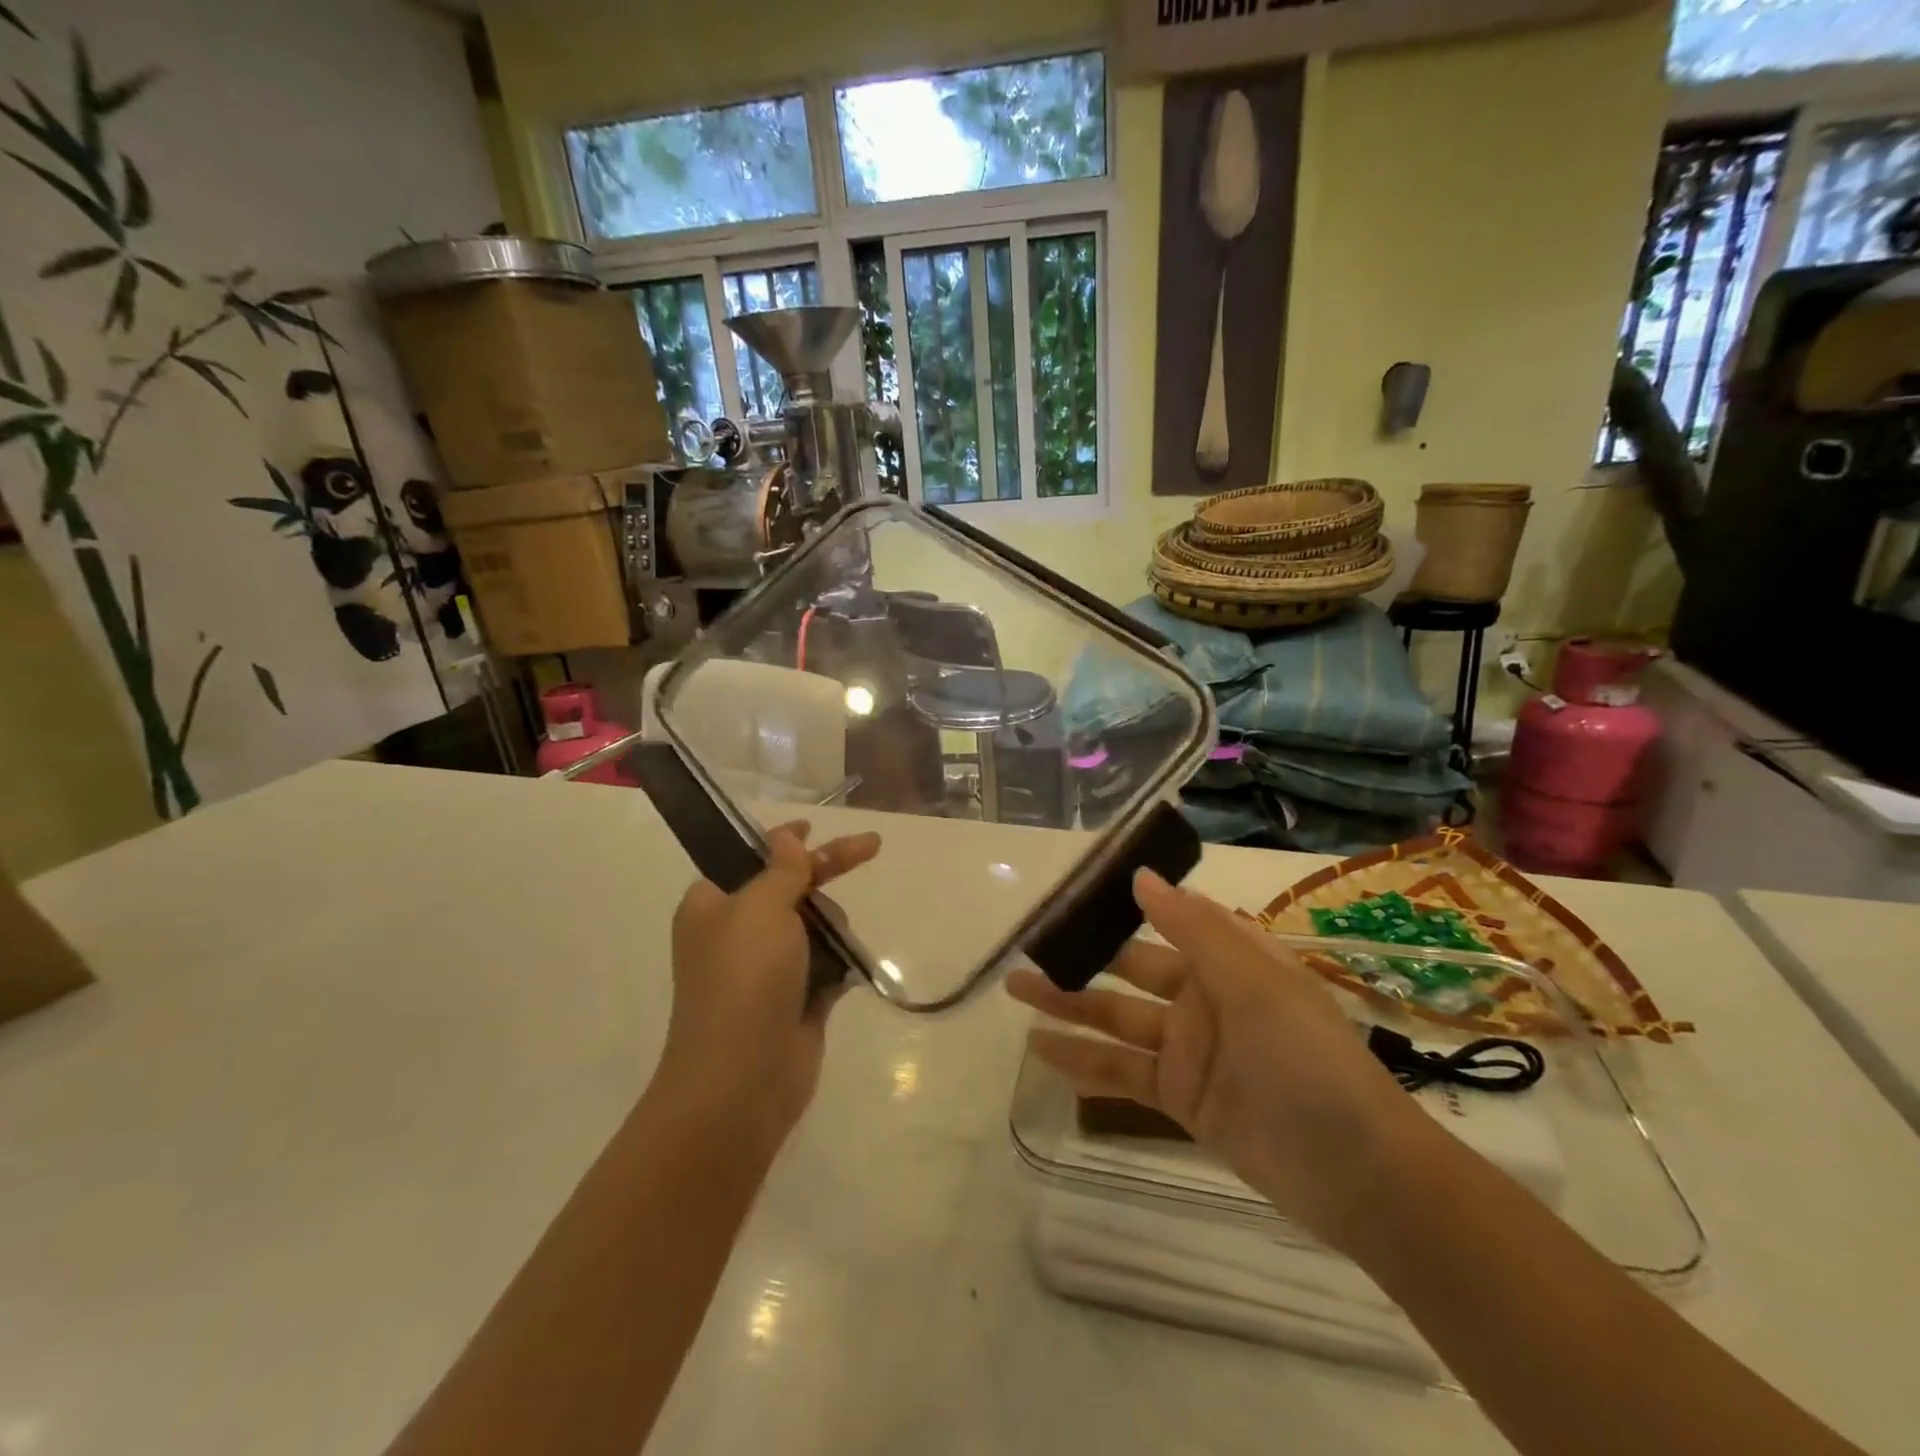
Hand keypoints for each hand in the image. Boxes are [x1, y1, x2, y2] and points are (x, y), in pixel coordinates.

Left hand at [658, 821, 880, 1159]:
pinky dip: (839, 960)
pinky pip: (826, 963)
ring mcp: (767, 969)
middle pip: (789, 887)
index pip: (748, 858)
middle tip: (871, 848)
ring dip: (831, 924)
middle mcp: (736, 933)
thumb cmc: (744, 978)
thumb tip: (786, 838)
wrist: (743, 1078)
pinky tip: (847, 964)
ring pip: (812, 926)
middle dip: (825, 872)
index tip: (813, 825)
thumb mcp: (760, 907)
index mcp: (712, 906)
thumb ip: (782, 869)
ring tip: (834, 943)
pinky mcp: (796, 999)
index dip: (782, 840)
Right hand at [1006, 869, 1428, 1248]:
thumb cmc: (1308, 1059)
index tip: (1074, 889)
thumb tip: (1140, 875)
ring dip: (1068, 1006)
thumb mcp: (1255, 982)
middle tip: (1028, 945)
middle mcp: (1204, 997)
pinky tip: (1041, 1051)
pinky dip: (1083, 1062)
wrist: (1357, 1174)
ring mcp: (1189, 1049)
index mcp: (1228, 960)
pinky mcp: (1179, 1097)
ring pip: (1116, 1019)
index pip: (1167, 918)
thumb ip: (1193, 929)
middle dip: (1082, 956)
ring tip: (1015, 990)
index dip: (1123, 903)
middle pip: (1130, 969)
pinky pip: (1122, 1072)